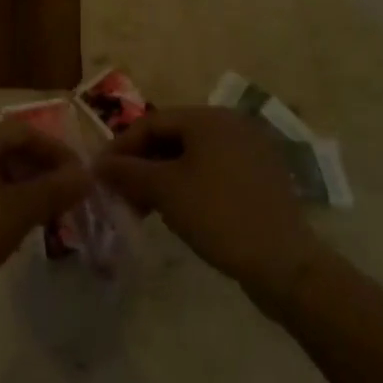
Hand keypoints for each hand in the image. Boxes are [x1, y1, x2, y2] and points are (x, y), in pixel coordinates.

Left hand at [0, 121, 90, 309]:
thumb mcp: (17, 213)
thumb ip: (54, 190)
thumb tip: (86, 175)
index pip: (26, 132)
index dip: (58, 153)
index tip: (81, 180)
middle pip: (7, 148)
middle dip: (39, 171)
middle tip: (64, 200)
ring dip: (20, 187)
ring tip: (41, 216)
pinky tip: (6, 228)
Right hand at [95, 107, 319, 307]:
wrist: (285, 264)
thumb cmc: (218, 215)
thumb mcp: (165, 191)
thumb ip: (127, 171)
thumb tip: (97, 164)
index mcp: (209, 117)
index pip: (152, 122)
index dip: (121, 146)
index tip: (99, 173)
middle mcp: (232, 124)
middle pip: (173, 137)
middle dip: (142, 164)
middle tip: (120, 193)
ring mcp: (251, 151)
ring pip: (193, 156)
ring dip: (163, 177)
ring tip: (145, 207)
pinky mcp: (262, 177)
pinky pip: (214, 171)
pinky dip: (190, 184)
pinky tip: (178, 211)